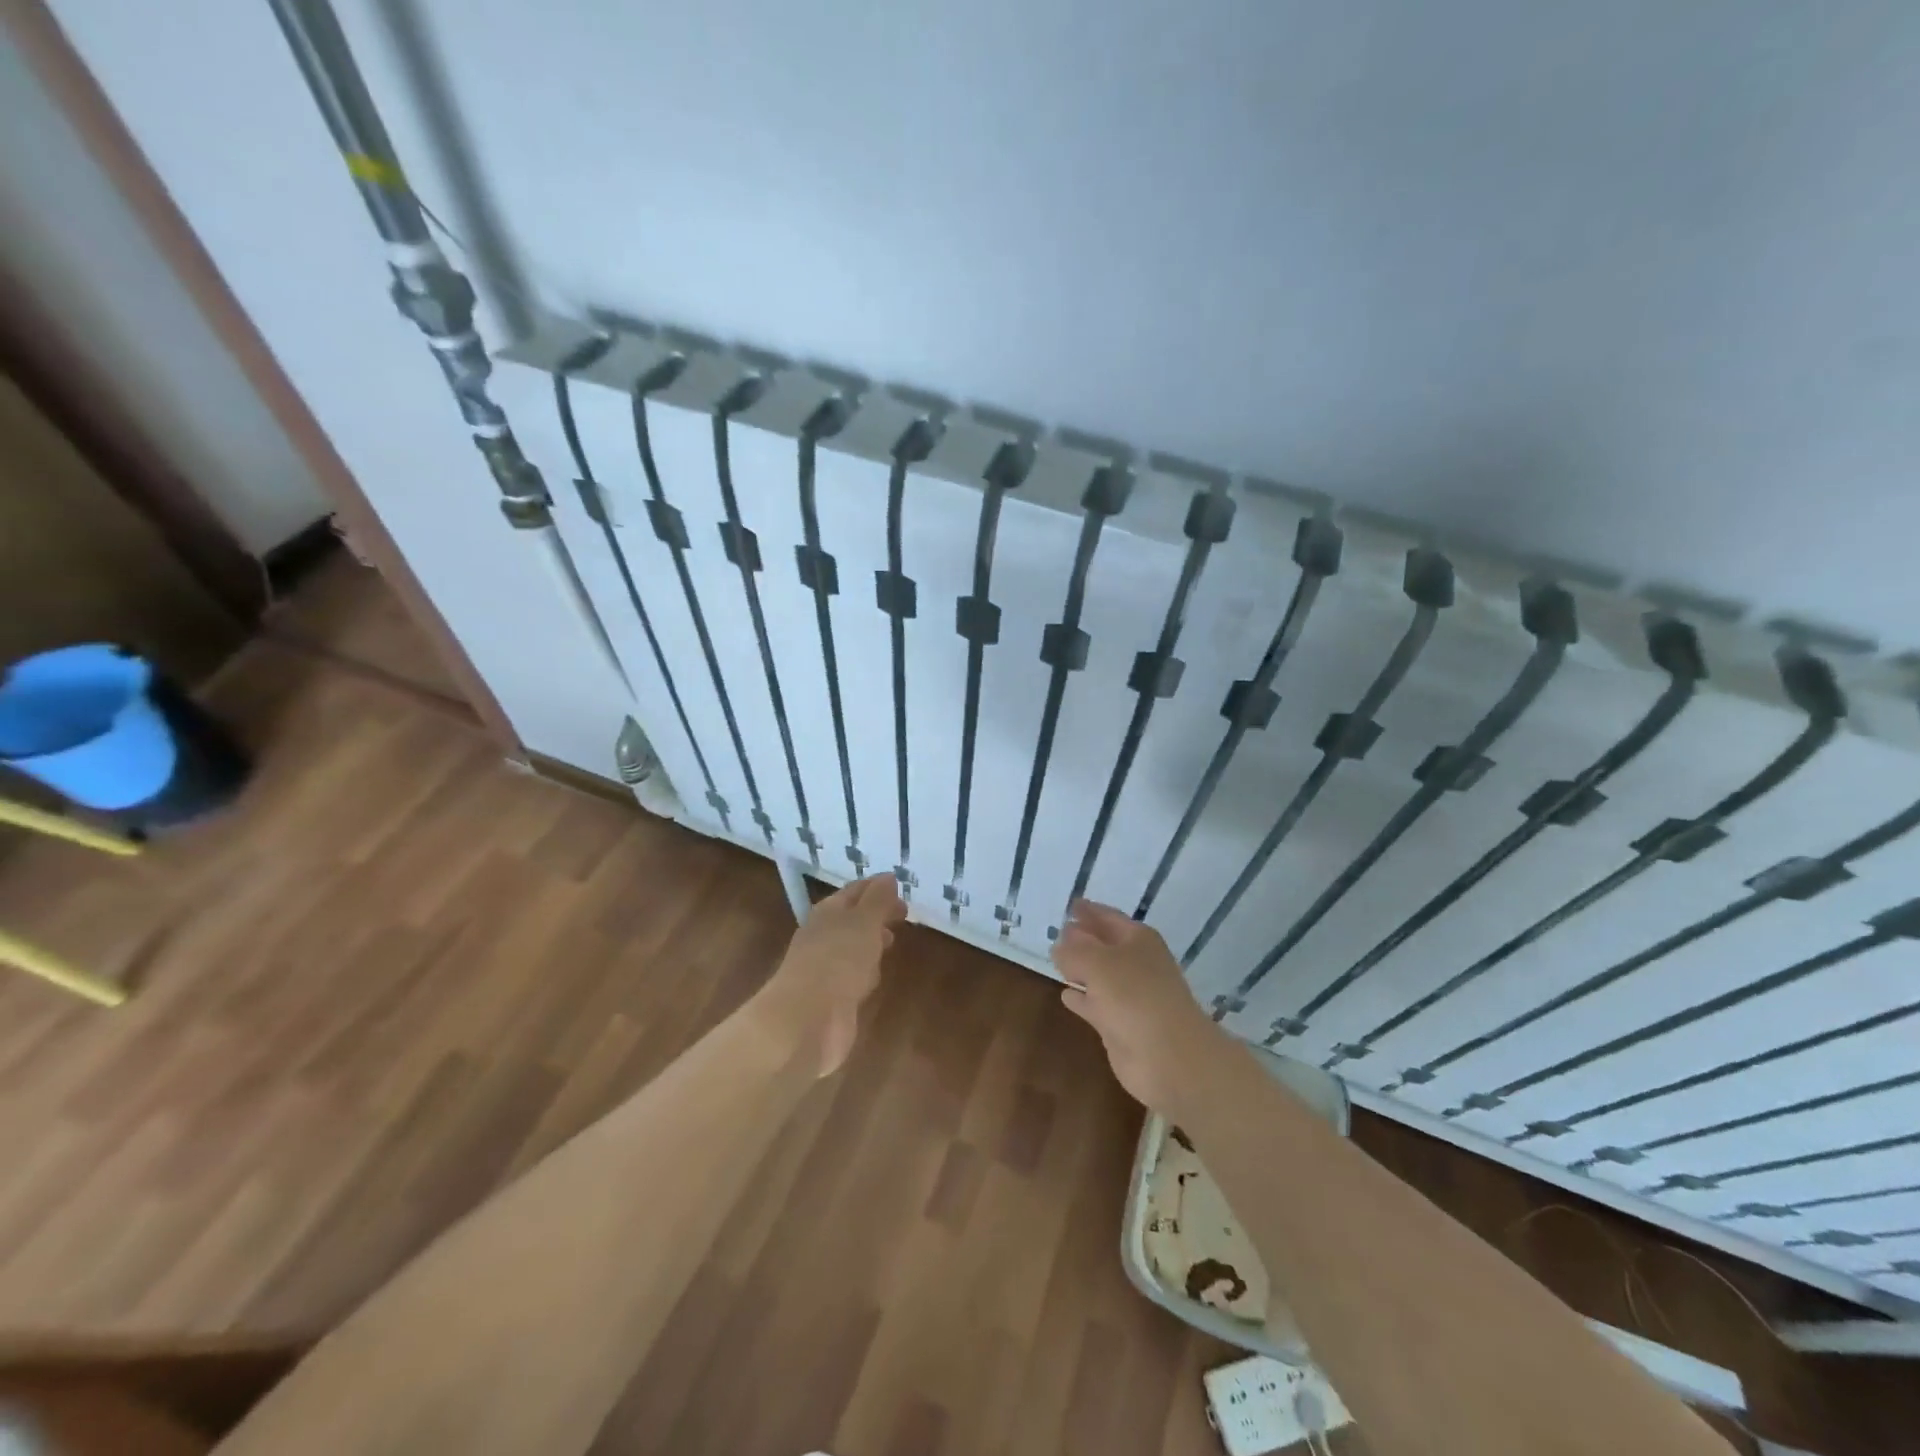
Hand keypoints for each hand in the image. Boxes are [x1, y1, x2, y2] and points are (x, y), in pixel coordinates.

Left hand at [751, 874, 905, 1077]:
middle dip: (877, 914)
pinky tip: (876, 976)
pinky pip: (853, 976)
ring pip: (853, 946)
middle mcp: (824, 935)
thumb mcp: (864, 922)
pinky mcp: (832, 997)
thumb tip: (888, 877)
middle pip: (854, 918)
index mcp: (829, 911)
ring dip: (871, 941)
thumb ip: (878, 900)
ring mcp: (826, 967)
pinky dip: (866, 971)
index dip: (878, 887)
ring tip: (893, 940)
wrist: (806, 1021)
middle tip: (903, 914)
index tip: (901, 887)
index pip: (856, 890)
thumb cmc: (838, 961)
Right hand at [1054, 900, 1233, 1114]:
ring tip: (1056, 959)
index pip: (1108, 917)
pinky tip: (1065, 995)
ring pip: (1099, 974)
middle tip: (1057, 932)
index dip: (1089, 910)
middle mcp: (1136, 963)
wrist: (1170, 1057)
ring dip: (1080, 968)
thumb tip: (1059, 944)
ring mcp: (1131, 996)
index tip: (1069, 904)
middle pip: (1104, 944)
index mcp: (1138, 939)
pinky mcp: (1122, 1025)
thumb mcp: (1096, 962)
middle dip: (1082, 938)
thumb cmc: (1134, 996)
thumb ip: (1073, 950)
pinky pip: (1096, 1004)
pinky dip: (1082, 998)